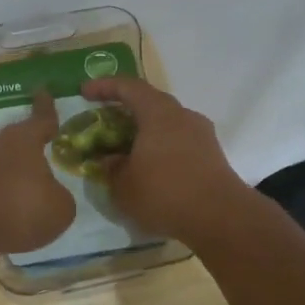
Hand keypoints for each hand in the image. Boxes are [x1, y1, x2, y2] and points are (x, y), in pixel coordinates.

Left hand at [0, 90, 76, 255]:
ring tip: (14, 170)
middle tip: (31, 138)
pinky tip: (5, 203)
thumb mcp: (60, 207)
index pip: (40, 118)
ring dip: (2, 163)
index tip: (43, 92)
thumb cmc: (22, 207)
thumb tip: (52, 196)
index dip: (45, 108)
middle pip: (10, 135)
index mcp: (25, 140)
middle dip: (20, 136)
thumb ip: (60, 197)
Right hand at [80, 77, 250, 241]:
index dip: (105, 86)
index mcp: (159, 113)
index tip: (85, 92)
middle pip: (151, 103)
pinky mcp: (213, 156)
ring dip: (145, 133)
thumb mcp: (123, 186)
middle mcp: (183, 116)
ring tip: (127, 152)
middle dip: (126, 111)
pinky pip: (180, 143)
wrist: (220, 217)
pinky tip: (151, 171)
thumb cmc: (165, 193)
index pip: (129, 87)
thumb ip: (111, 169)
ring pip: (167, 125)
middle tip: (105, 124)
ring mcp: (202, 135)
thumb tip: (110, 160)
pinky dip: (161, 149)